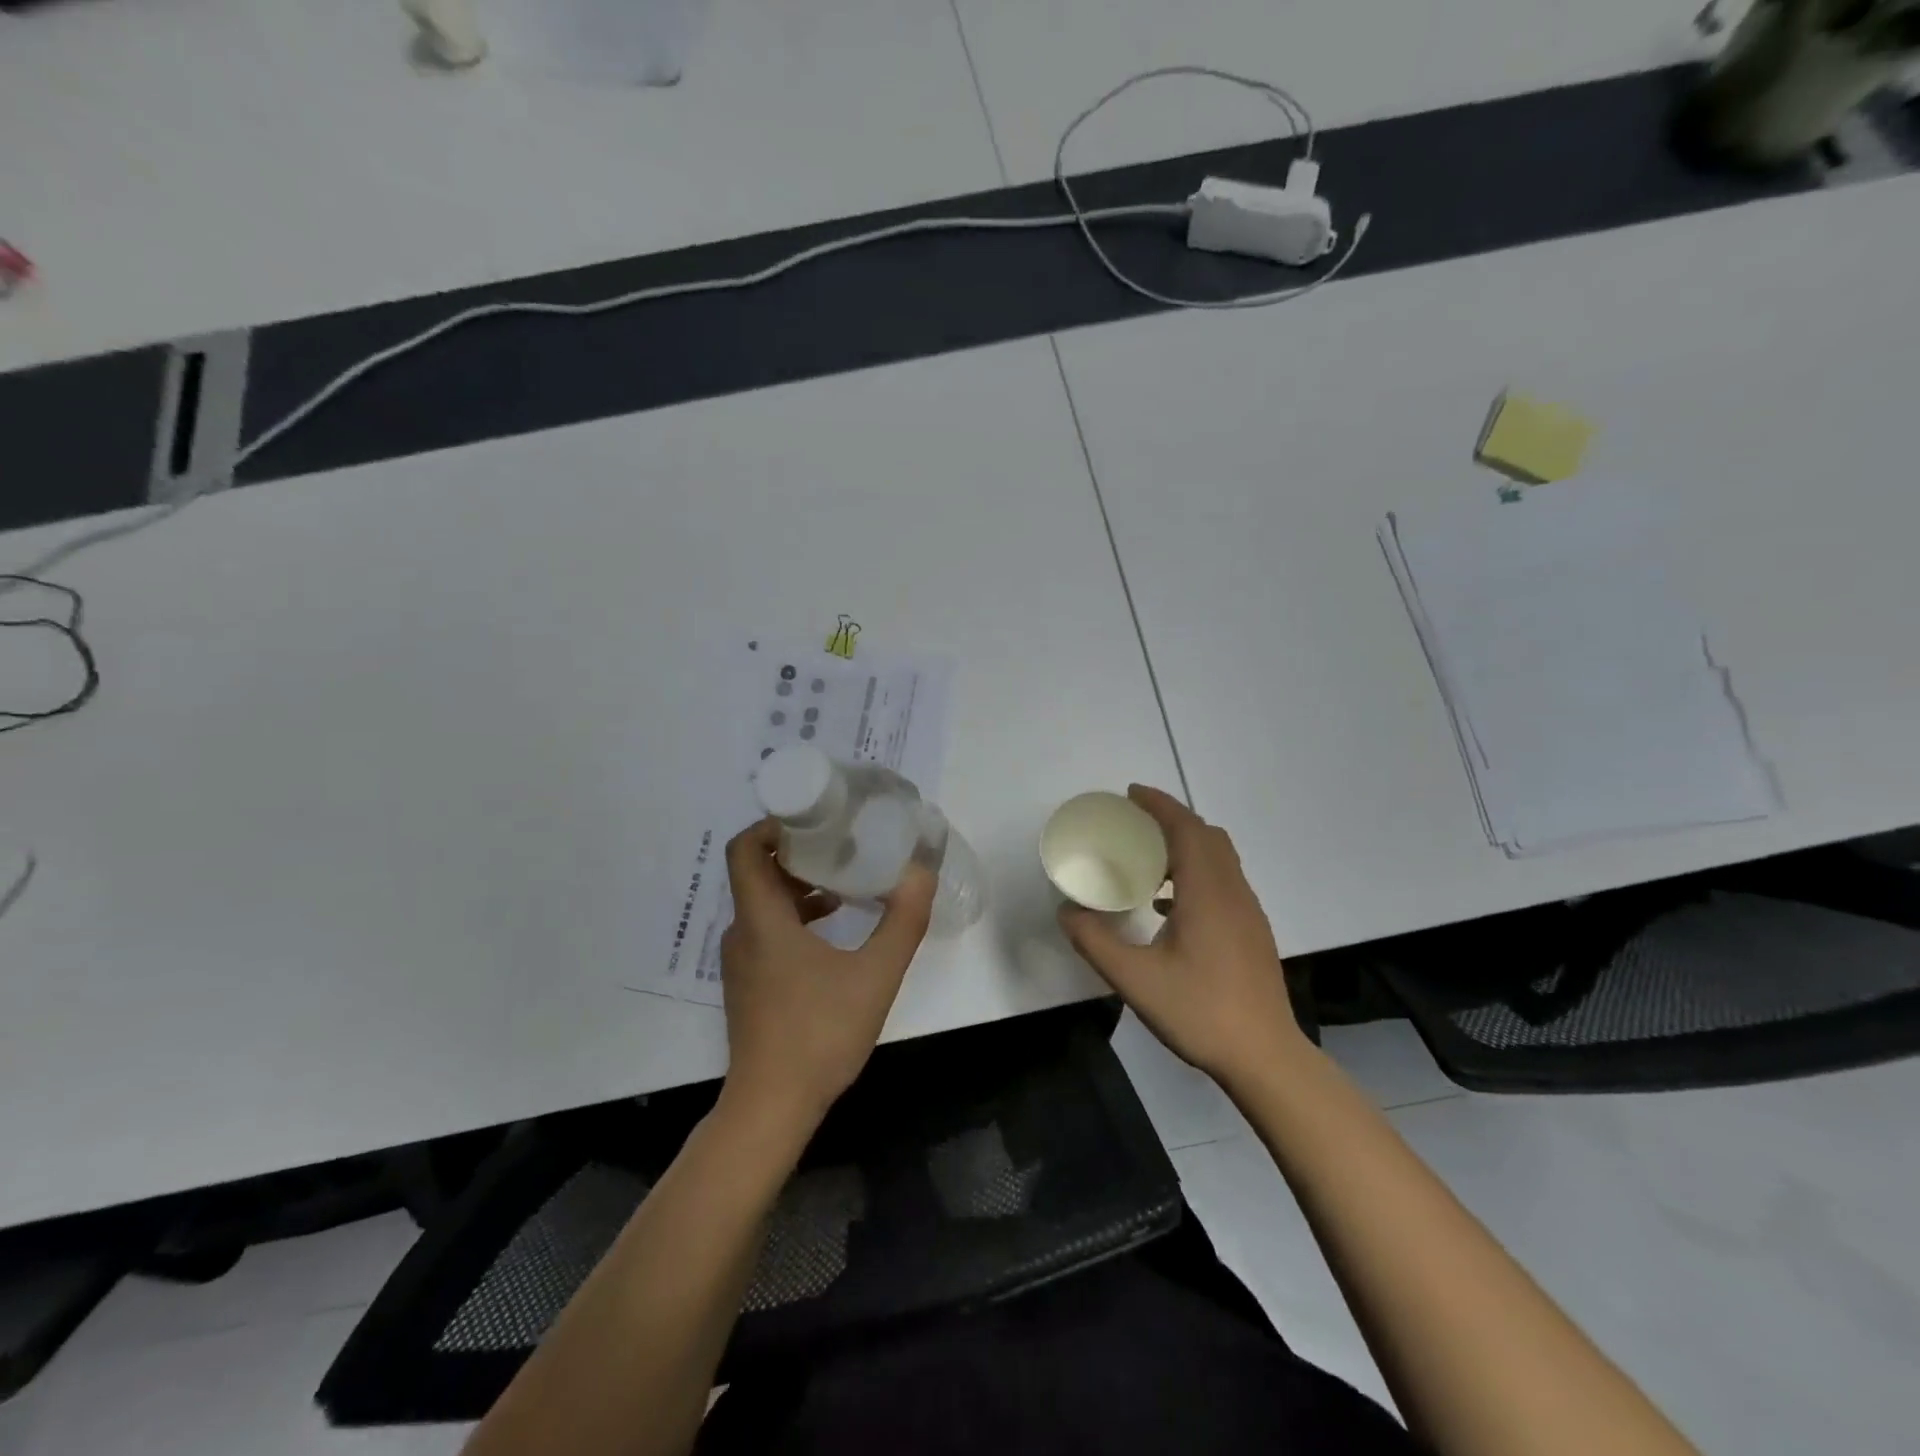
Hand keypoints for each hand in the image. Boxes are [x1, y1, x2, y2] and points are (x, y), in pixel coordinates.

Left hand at [719, 819, 936, 1129]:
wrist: (772, 1108)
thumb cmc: (820, 1035)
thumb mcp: (875, 975)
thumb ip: (902, 921)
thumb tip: (921, 872)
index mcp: (762, 920)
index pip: (746, 849)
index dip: (774, 824)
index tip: (816, 817)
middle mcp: (743, 932)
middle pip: (758, 870)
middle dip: (798, 849)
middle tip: (842, 840)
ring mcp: (742, 960)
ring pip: (764, 901)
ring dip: (801, 883)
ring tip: (846, 879)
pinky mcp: (749, 982)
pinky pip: (768, 928)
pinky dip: (797, 914)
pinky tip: (836, 926)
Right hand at [1058, 785, 1307, 1086]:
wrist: (1265, 1057)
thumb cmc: (1200, 1011)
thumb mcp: (1134, 979)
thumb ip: (1095, 941)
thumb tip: (1066, 911)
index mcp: (1207, 892)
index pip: (1186, 829)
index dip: (1159, 805)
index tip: (1130, 794)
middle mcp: (1233, 892)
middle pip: (1207, 836)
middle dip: (1171, 820)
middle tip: (1134, 824)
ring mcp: (1248, 912)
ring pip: (1220, 858)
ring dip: (1186, 846)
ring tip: (1147, 862)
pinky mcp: (1252, 931)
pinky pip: (1224, 881)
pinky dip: (1196, 873)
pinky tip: (1169, 907)